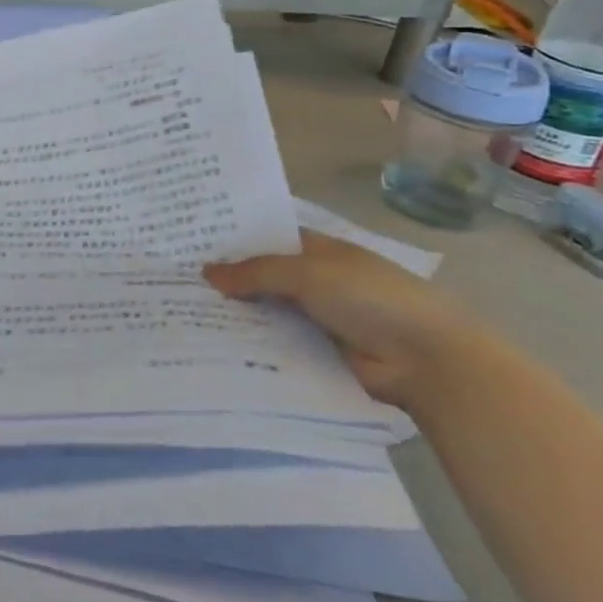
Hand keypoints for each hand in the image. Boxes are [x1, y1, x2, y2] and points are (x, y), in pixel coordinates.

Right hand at [202, 230, 473, 405]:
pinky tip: (212, 348)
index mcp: (318, 252)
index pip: (267, 241)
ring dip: (235, 317)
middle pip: (263, 279)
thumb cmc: (370, 298)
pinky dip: (251, 346)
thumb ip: (256, 272)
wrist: (427, 360)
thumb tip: (206, 272)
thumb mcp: (308, 273)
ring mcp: (317, 320)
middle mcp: (315, 282)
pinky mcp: (317, 354)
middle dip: (227, 282)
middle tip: (174, 283)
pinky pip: (276, 346)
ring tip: (182, 317)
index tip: (190, 245)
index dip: (233, 241)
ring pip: (266, 314)